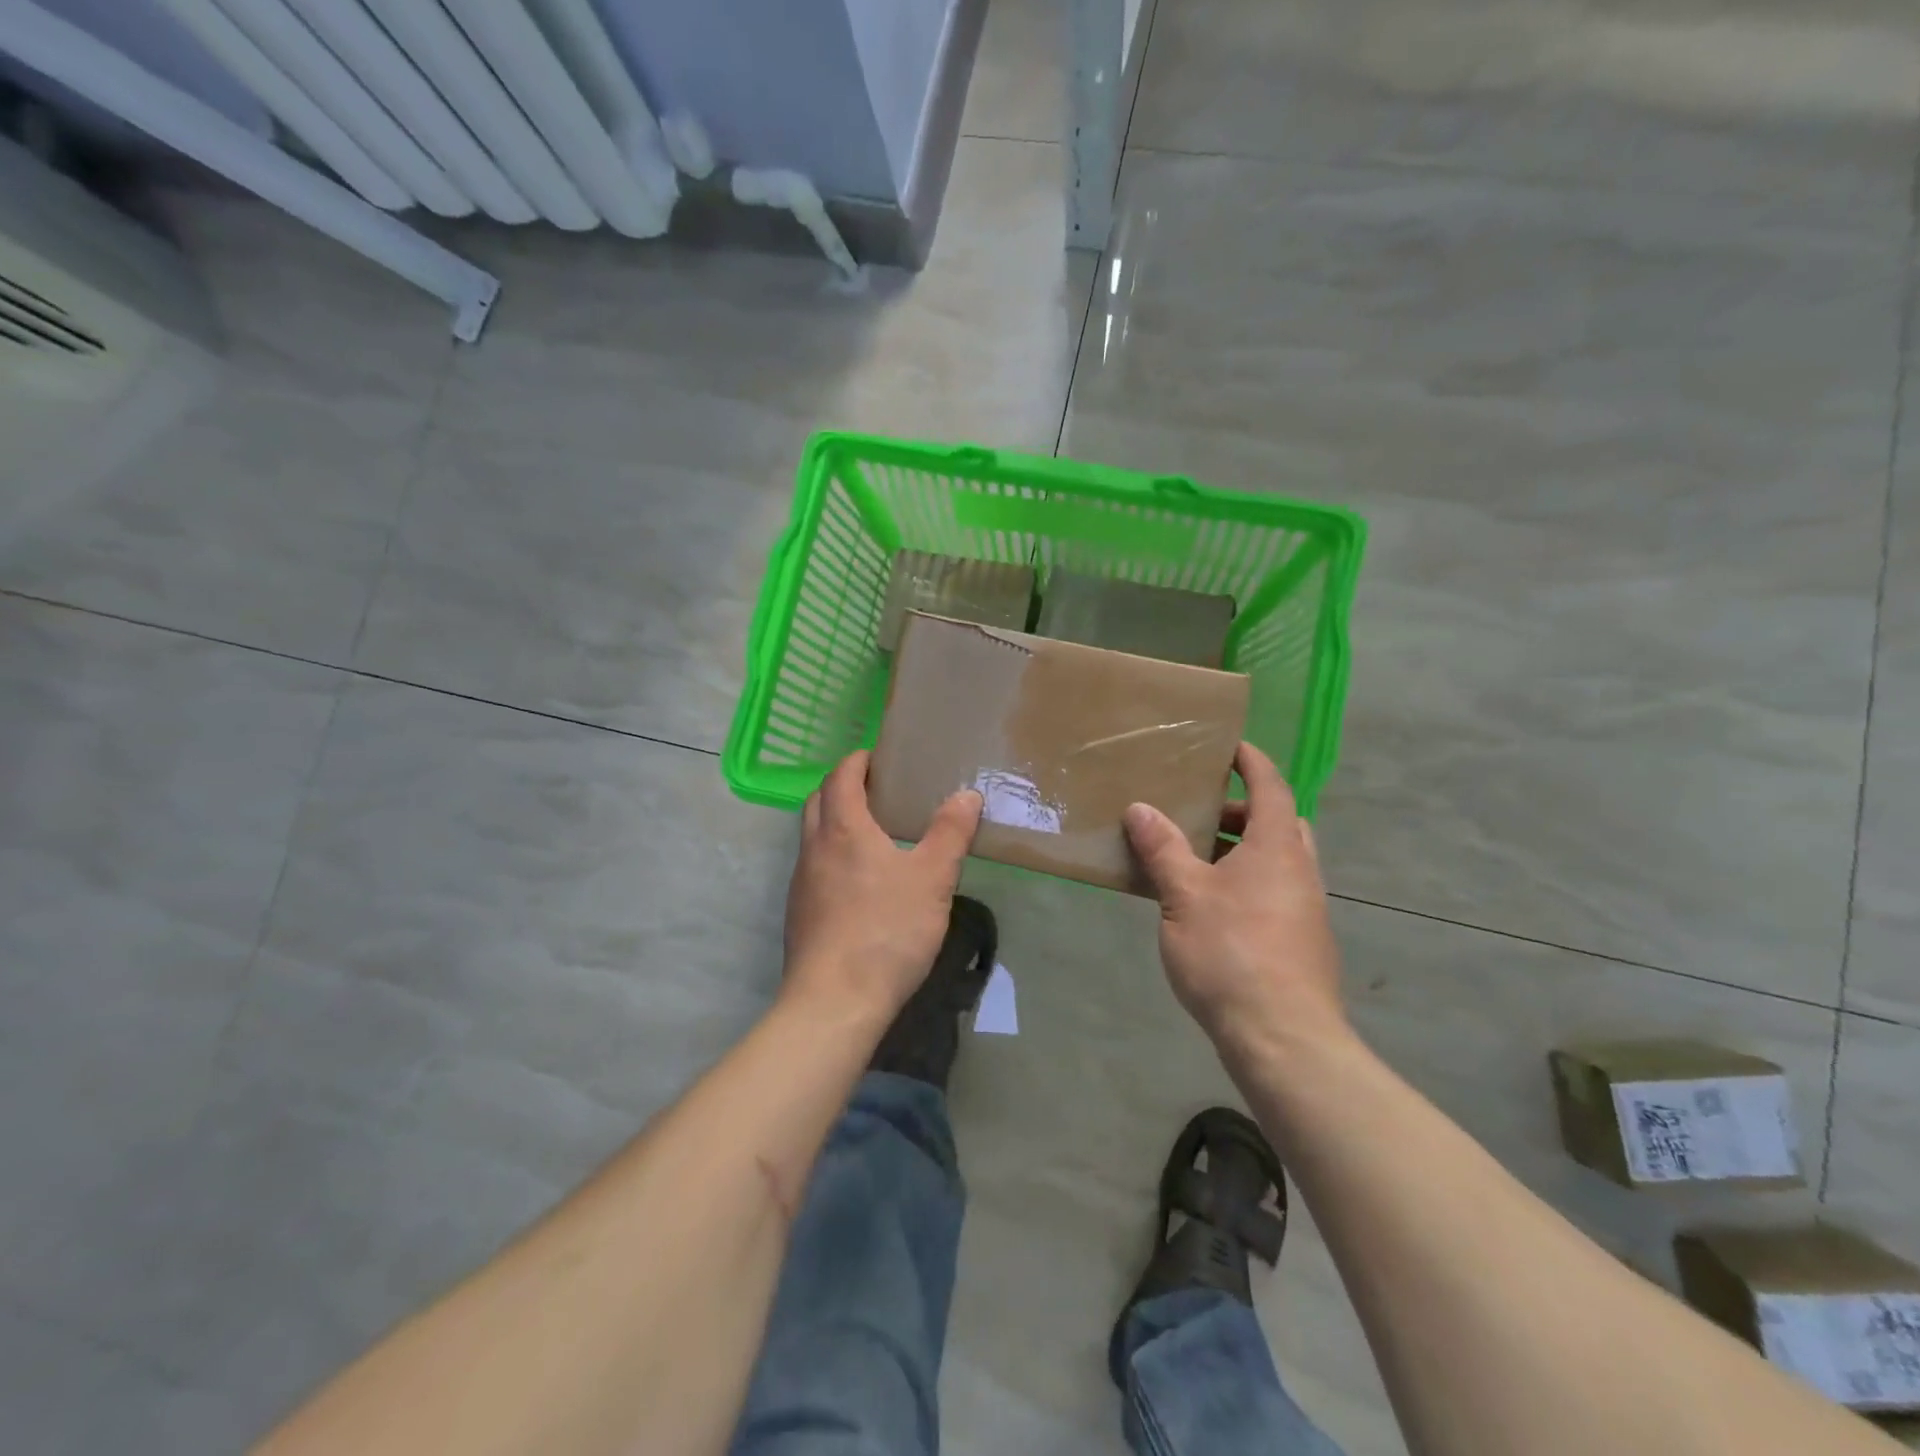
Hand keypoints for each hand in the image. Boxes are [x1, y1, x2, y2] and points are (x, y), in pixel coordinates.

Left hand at [782, 750, 983, 1023]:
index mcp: (843, 829)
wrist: (835, 1002)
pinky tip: (861, 883)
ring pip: (813, 836)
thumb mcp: (932, 879)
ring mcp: (801, 884)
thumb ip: (950, 833)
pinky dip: (833, 857)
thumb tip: (966, 795)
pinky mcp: (800, 915)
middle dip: (841, 786)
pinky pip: (814, 869)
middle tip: (876, 790)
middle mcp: (814, 849)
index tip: (877, 757)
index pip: (841, 777)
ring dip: (835, 823)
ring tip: (873, 834)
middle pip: (818, 801)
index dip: (857, 761)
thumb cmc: (887, 930)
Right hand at [1123, 742, 1345, 1057]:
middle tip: (1201, 813)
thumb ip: (1163, 849)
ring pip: (1276, 861)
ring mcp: (1305, 909)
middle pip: (1279, 823)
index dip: (1252, 762)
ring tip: (1194, 860)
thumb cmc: (1231, 953)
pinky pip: (1273, 892)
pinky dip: (1245, 883)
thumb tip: (1141, 808)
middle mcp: (1300, 871)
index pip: (1271, 787)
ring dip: (1241, 851)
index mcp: (1277, 848)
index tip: (1230, 746)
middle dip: (1242, 811)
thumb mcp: (1184, 895)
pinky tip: (1209, 908)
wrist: (1283, 1038)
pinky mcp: (1301, 942)